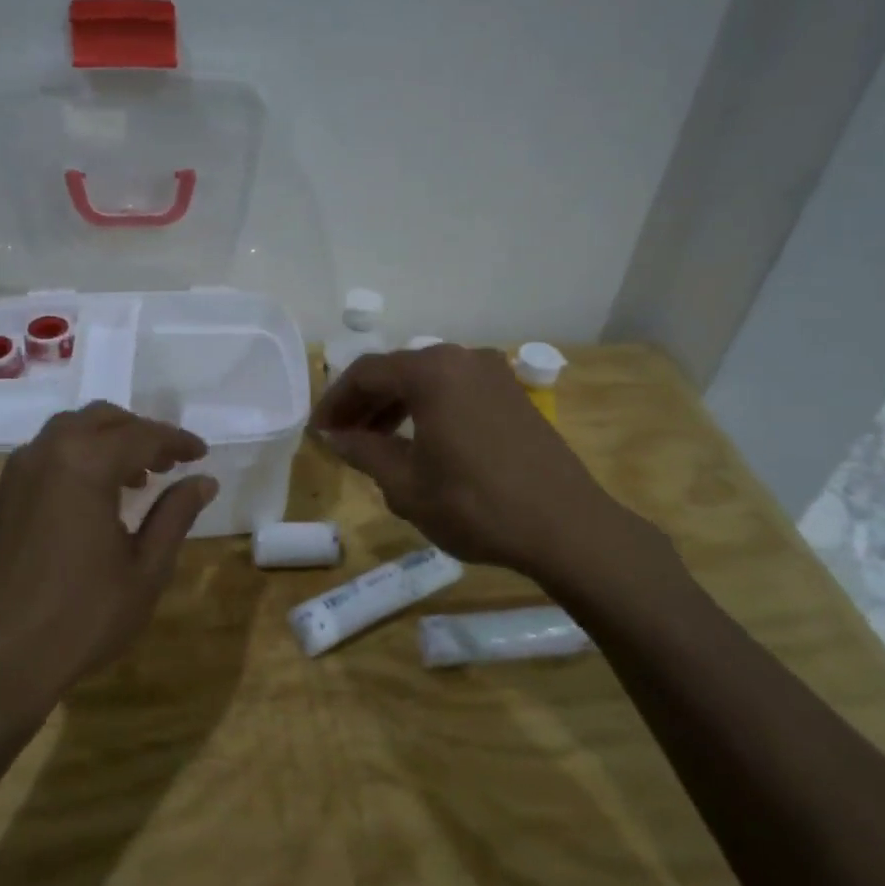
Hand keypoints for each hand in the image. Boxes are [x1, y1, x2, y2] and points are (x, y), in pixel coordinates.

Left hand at [0, 402, 215, 738]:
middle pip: (101, 419)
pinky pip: (47, 455)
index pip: (141, 435)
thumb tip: (203, 480)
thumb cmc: (82, 617)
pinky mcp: (2, 496)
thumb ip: (175, 515)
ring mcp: (17, 473)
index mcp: (85, 465)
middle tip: (170, 460)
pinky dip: (78, 457)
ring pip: (69, 431)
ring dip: (106, 441)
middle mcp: (46, 454)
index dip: (176, 441)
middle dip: (140, 432)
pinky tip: (94, 495)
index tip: (201, 453)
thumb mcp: (145, 569)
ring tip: (136, 477)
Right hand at [310, 345, 661, 587]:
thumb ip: (363, 452)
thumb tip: (334, 437)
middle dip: (364, 403)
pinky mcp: (512, 395)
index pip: (366, 373)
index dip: (335, 401)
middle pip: (397, 370)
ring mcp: (493, 374)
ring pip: (427, 380)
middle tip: (341, 437)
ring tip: (374, 441)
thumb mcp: (406, 484)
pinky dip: (427, 409)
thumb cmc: (475, 505)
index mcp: (432, 371)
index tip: (318, 431)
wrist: (566, 527)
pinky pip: (455, 391)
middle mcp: (462, 358)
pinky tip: (418, 441)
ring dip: (395, 406)